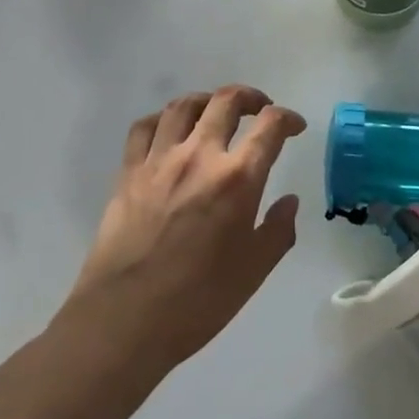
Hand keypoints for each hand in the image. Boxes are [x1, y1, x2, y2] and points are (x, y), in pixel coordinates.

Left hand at [64, 86, 306, 375]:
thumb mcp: (254, 271)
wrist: (124, 321)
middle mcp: (199, 156)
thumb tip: (288, 201)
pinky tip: (170, 132)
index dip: (288, 119)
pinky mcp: (128, 173)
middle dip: (250, 97)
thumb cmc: (198, 300)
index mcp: (238, 178)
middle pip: (226, 101)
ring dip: (207, 100)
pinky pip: (144, 128)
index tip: (294, 127)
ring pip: (184, 106)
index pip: (270, 126)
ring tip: (216, 111)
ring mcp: (159, 161)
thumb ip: (278, 230)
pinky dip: (162, 120)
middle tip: (260, 109)